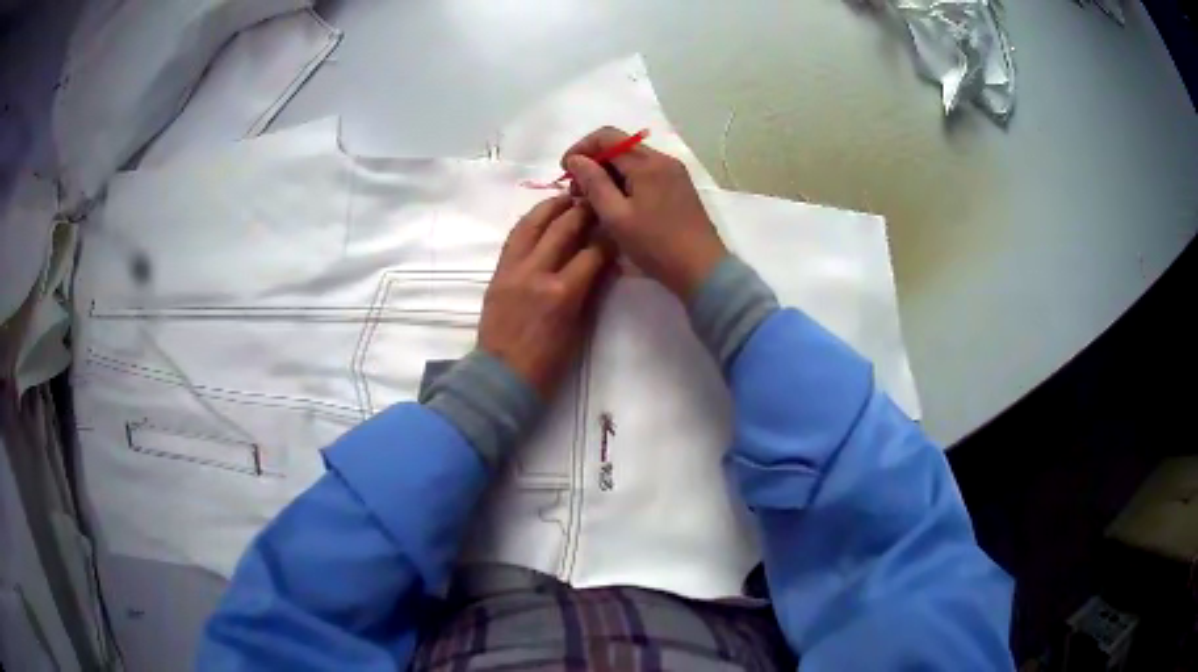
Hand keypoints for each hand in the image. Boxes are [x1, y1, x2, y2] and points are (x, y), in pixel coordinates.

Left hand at [478, 194, 612, 398]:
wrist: (502, 376)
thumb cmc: (547, 363)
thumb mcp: (578, 328)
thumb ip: (591, 291)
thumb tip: (605, 264)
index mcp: (563, 293)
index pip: (593, 252)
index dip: (609, 238)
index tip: (617, 228)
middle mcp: (537, 273)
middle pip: (563, 228)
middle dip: (583, 211)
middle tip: (596, 201)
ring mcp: (513, 270)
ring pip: (533, 224)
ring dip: (552, 207)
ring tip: (567, 197)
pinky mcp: (498, 272)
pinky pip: (515, 237)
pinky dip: (530, 222)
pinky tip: (542, 216)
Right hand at [562, 127, 727, 300]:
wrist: (702, 269)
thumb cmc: (656, 245)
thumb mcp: (616, 217)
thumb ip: (594, 184)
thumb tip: (576, 160)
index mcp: (647, 163)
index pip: (606, 136)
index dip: (581, 148)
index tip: (565, 171)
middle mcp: (663, 159)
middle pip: (620, 146)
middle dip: (594, 162)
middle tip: (578, 191)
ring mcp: (674, 172)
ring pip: (632, 160)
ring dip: (609, 172)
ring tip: (594, 200)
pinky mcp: (679, 186)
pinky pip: (646, 172)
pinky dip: (626, 180)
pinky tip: (618, 203)